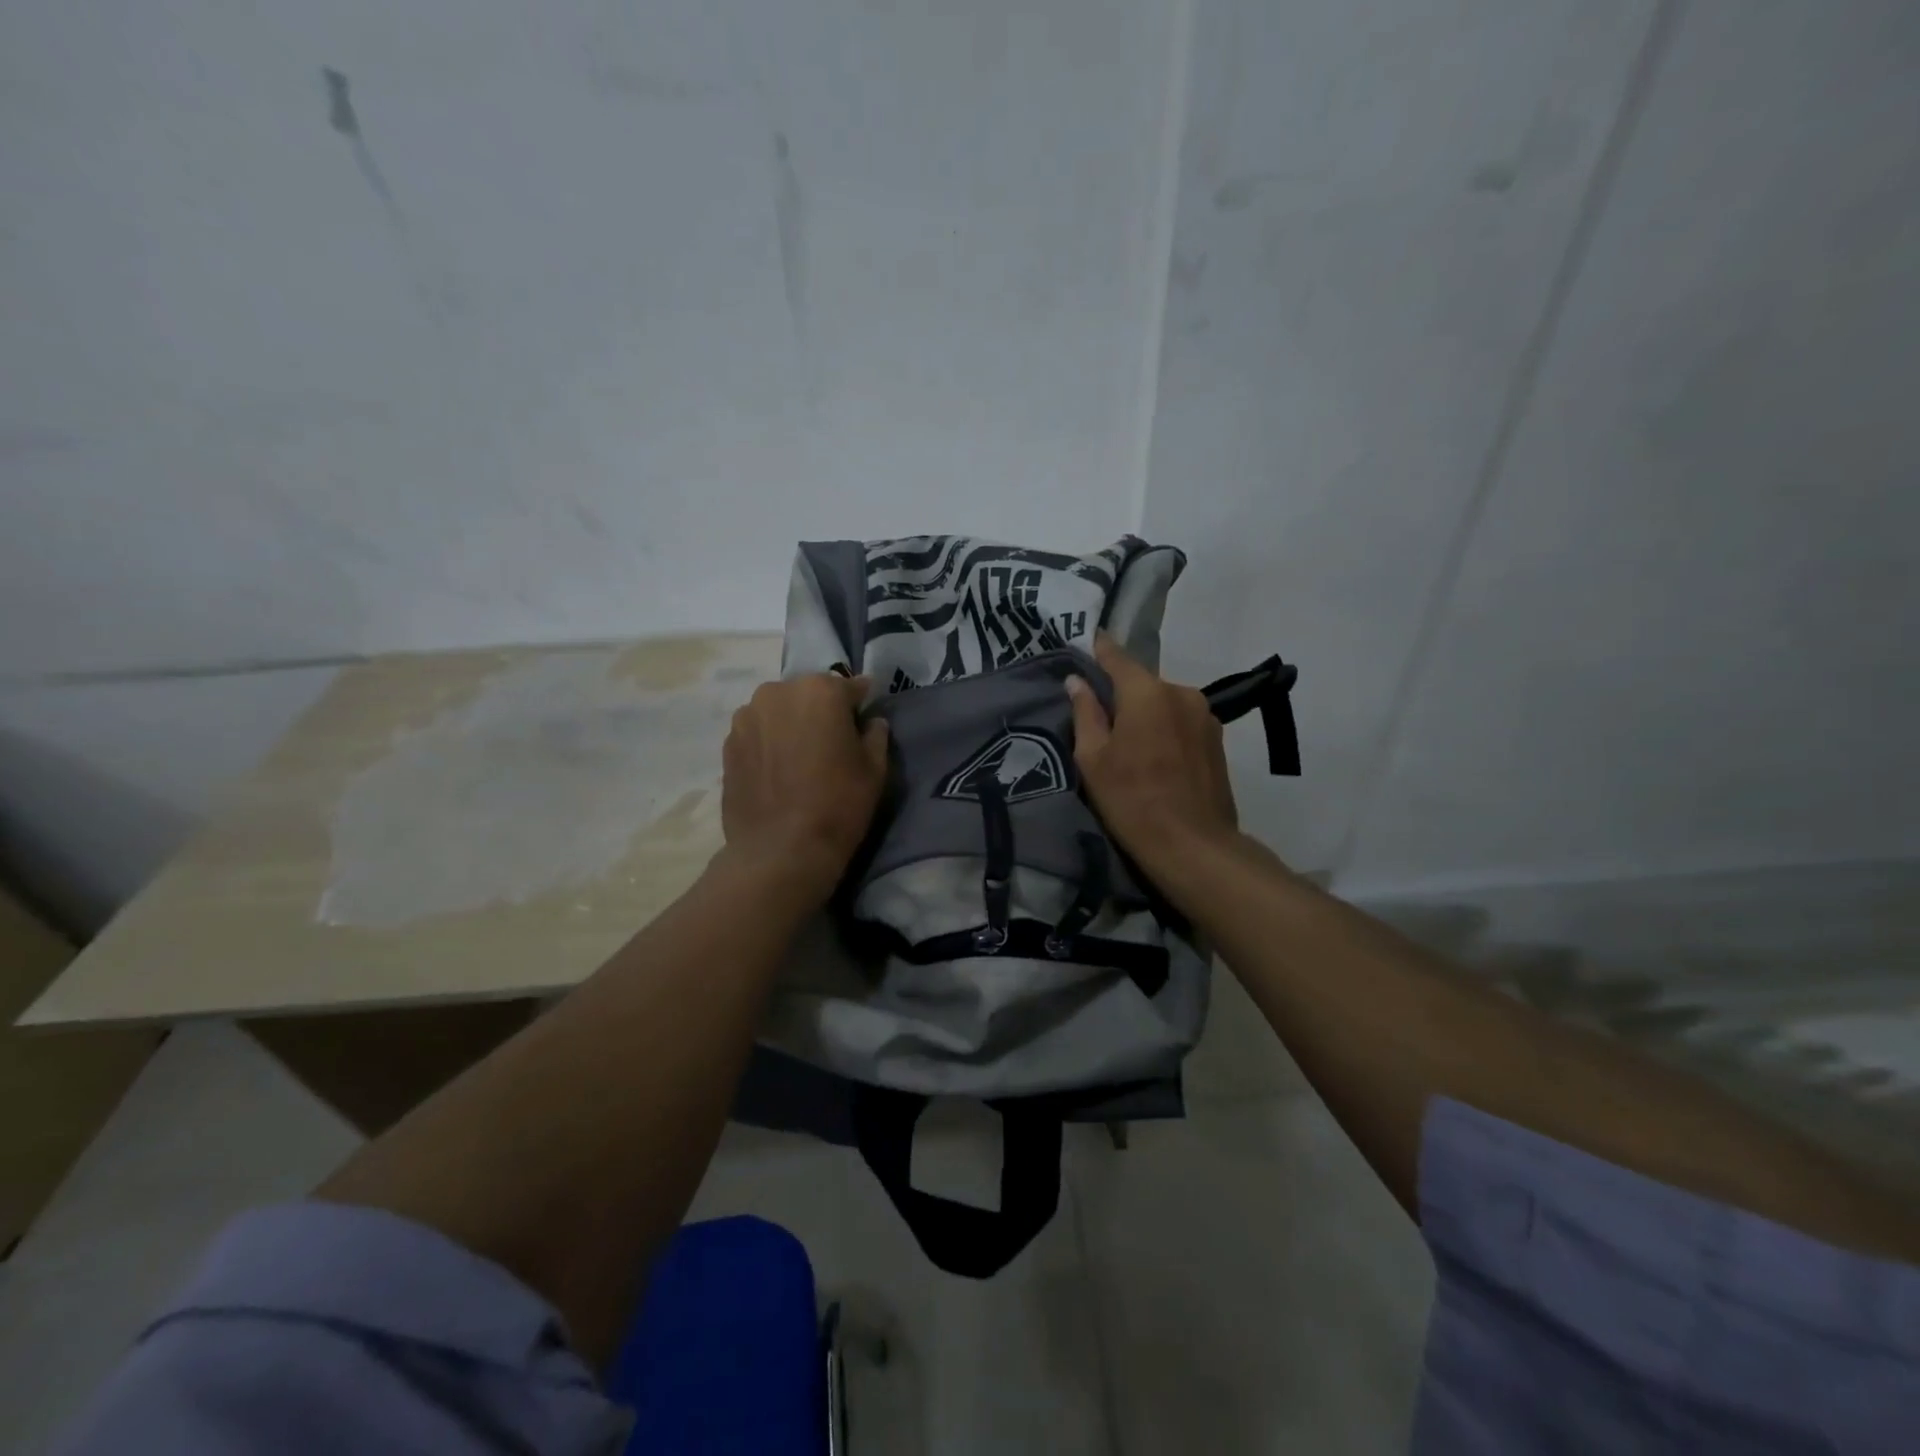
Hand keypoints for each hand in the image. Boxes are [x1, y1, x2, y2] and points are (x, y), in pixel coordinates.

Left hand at [720, 673, 889, 899]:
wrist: (781, 850)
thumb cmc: (838, 804)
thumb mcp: (875, 769)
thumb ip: (875, 735)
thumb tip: (870, 722)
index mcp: (820, 690)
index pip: (850, 687)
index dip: (861, 705)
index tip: (865, 723)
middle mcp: (778, 692)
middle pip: (809, 694)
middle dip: (821, 711)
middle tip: (830, 744)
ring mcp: (747, 716)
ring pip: (779, 711)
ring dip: (791, 725)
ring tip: (799, 760)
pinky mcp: (728, 743)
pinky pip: (758, 733)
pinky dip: (769, 743)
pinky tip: (778, 772)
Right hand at [1066, 634, 1239, 874]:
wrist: (1193, 845)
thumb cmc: (1132, 800)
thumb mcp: (1093, 758)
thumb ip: (1085, 713)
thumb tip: (1077, 682)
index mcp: (1147, 692)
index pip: (1116, 657)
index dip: (1098, 649)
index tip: (1086, 640)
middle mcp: (1180, 692)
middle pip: (1142, 682)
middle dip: (1121, 693)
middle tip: (1100, 717)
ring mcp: (1204, 715)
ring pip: (1163, 702)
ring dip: (1145, 713)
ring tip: (1130, 743)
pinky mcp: (1217, 739)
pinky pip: (1181, 721)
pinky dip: (1165, 728)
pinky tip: (1155, 757)